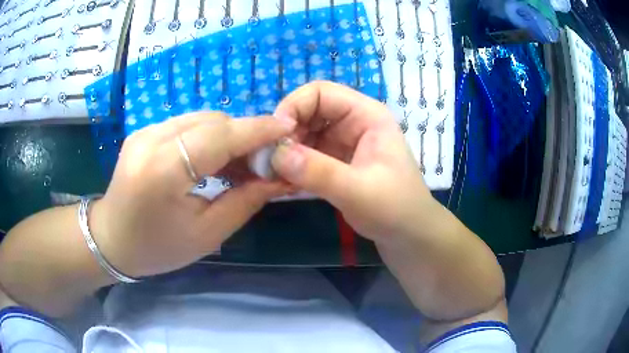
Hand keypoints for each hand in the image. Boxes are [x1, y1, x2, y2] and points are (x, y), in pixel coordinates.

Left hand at [92, 112, 295, 276]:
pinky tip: (213, 157)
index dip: (257, 129)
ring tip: (240, 162)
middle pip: (212, 121)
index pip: (219, 136)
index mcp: (163, 171)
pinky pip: (186, 124)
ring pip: (200, 118)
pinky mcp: (144, 131)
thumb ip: (245, 201)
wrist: (112, 239)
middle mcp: (151, 140)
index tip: (288, 128)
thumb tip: (279, 176)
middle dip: (245, 134)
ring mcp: (144, 131)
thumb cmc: (158, 248)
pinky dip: (208, 136)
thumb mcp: (207, 235)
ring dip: (227, 135)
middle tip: (264, 159)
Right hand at [271, 81, 438, 241]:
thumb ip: (318, 172)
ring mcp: (343, 143)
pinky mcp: (336, 162)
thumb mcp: (359, 191)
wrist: (408, 235)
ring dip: (286, 151)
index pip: (321, 92)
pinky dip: (292, 166)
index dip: (293, 107)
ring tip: (272, 174)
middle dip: (286, 132)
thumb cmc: (395, 209)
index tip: (274, 137)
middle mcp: (353, 123)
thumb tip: (275, 154)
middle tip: (268, 161)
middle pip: (308, 112)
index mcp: (366, 115)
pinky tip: (283, 182)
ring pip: (304, 134)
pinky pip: (306, 155)